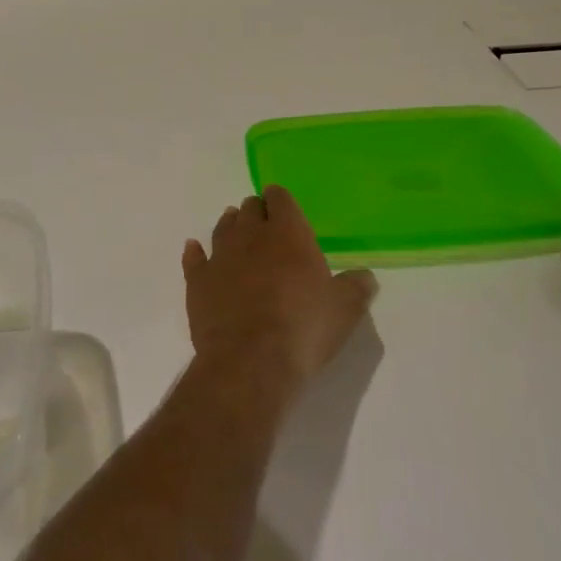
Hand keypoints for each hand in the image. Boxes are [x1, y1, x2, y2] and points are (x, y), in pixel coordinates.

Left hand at [183, 187, 376, 396]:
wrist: (250, 361)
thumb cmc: (303, 328)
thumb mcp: (345, 309)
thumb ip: (356, 287)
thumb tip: (366, 276)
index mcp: (288, 233)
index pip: (281, 199)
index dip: (281, 200)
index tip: (282, 205)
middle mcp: (251, 235)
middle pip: (250, 209)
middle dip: (257, 211)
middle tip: (263, 221)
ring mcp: (220, 257)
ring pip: (223, 228)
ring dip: (230, 225)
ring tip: (234, 226)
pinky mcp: (198, 282)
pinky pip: (194, 258)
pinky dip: (195, 252)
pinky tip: (194, 249)